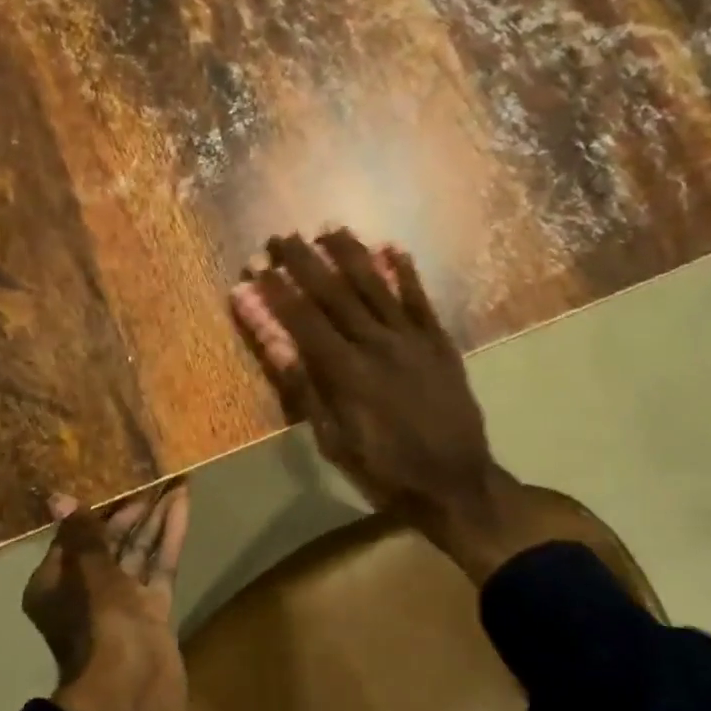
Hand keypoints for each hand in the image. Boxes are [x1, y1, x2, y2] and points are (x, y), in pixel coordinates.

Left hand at [23, 483, 189, 710]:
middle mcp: (86, 592)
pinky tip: (182, 505)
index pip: (76, 535)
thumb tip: (59, 498)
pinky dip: (169, 537)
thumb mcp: (89, 574)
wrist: (131, 697)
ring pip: (139, 551)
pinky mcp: (153, 613)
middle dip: (133, 508)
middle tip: (155, 472)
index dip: (98, 507)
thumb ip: (82, 535)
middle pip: (110, 541)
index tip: (118, 476)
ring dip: (155, 517)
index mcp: (56, 585)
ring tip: (175, 480)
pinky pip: (160, 566)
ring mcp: (123, 604)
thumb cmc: (99, 628)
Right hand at [230, 231, 548, 584]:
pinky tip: (391, 247)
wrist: (454, 482)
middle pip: (333, 292)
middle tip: (281, 237)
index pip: (302, 319)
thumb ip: (304, 388)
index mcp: (345, 371)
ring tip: (328, 228)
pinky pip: (419, 298)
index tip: (256, 267)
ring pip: (375, 285)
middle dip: (303, 261)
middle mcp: (376, 343)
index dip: (276, 291)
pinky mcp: (438, 342)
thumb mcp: (333, 440)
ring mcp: (411, 338)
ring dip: (350, 253)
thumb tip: (274, 343)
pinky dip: (404, 272)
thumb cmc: (384, 469)